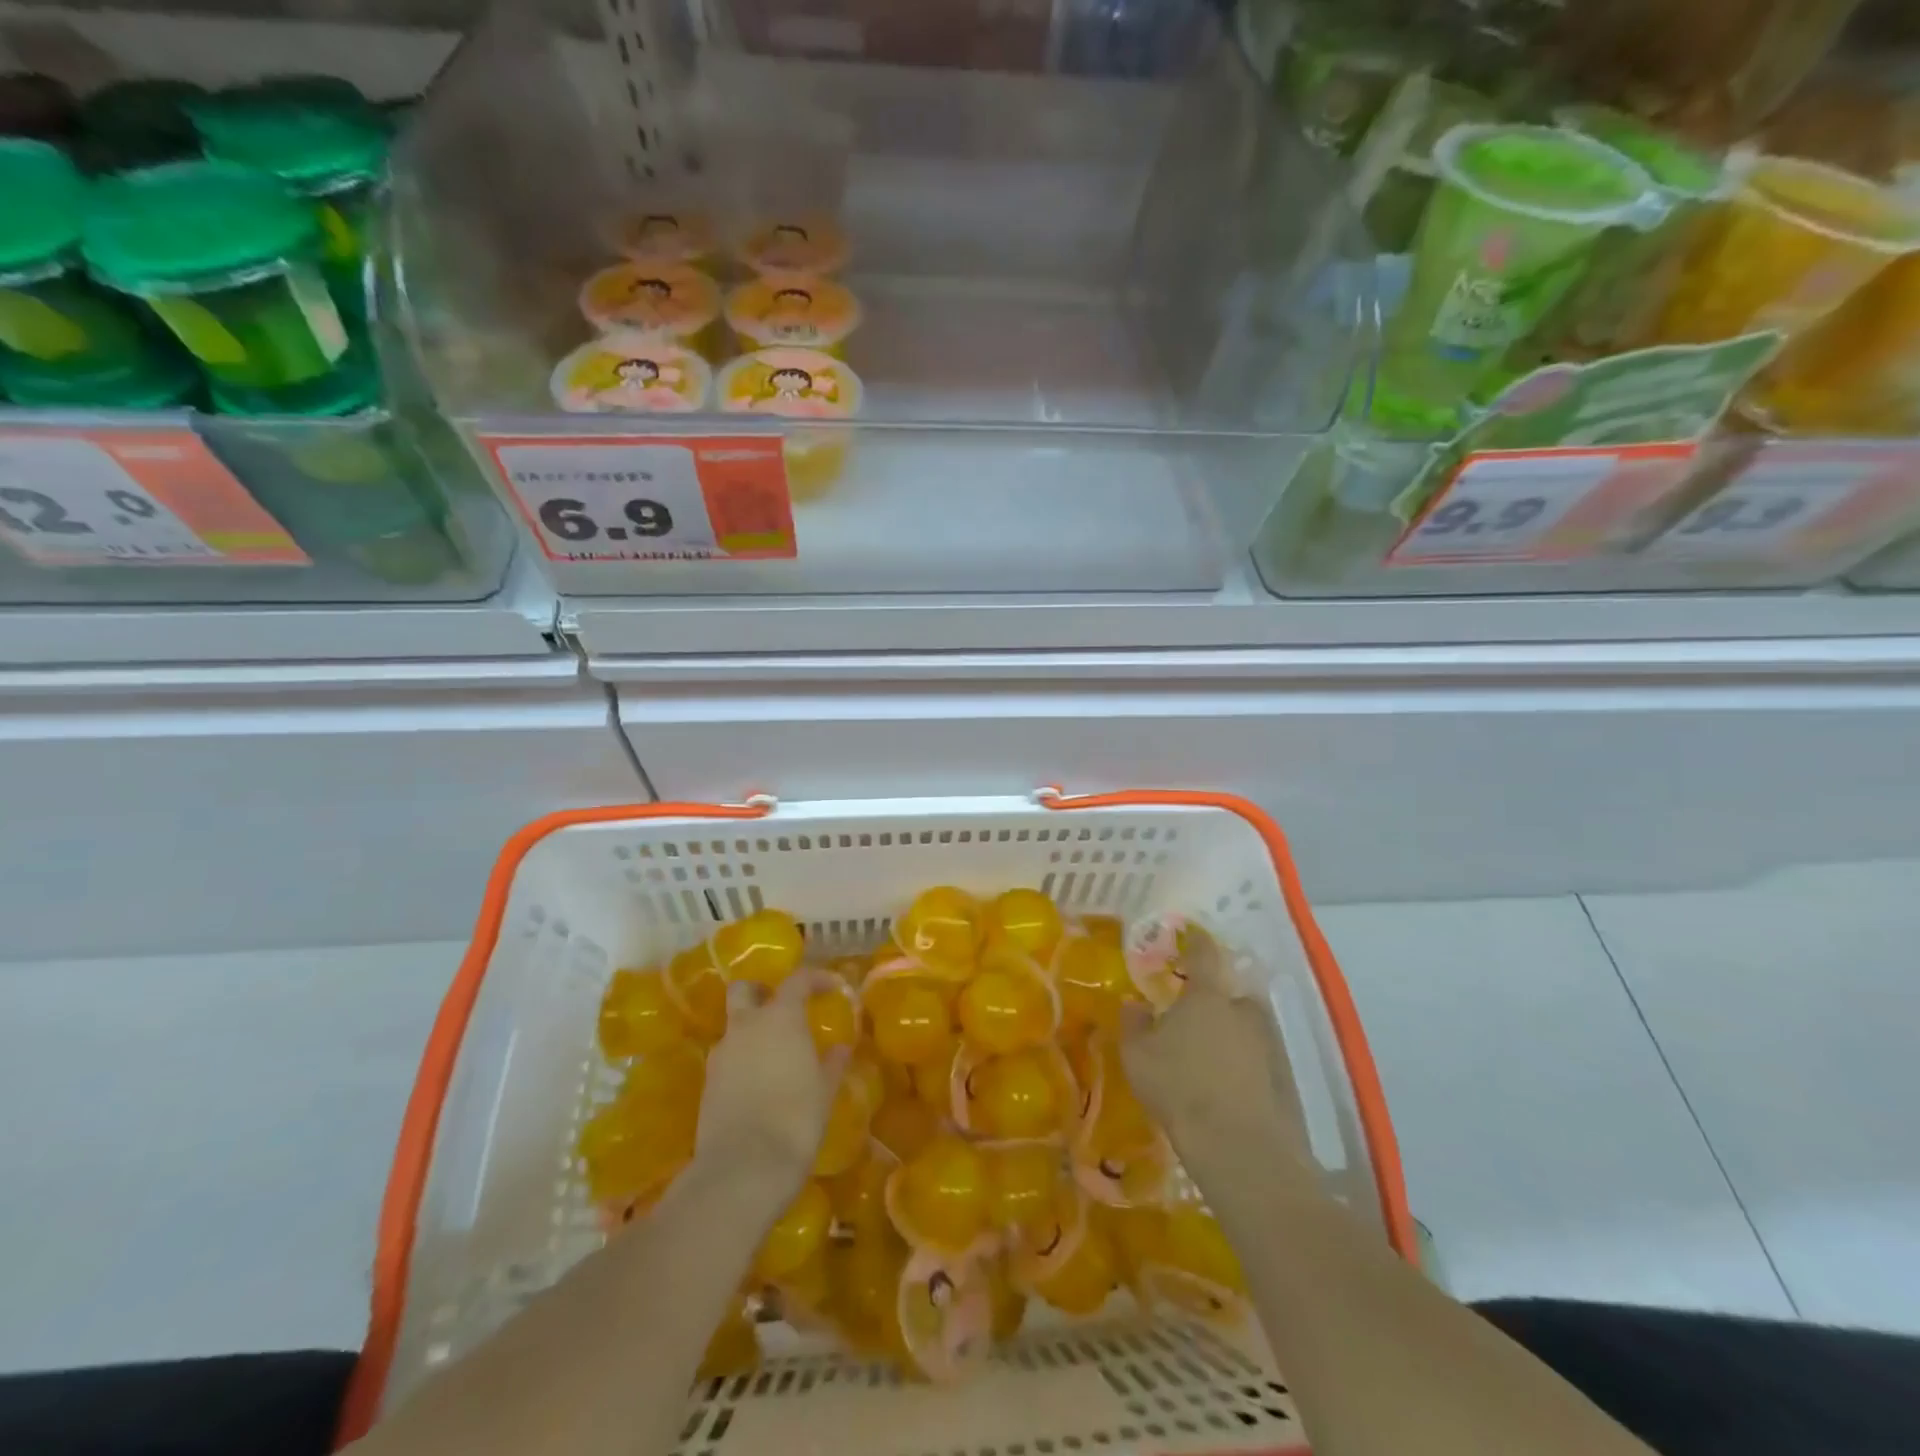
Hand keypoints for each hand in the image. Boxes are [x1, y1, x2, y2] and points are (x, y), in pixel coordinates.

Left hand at [696, 970, 846, 1187]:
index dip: (815, 978)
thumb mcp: (824, 1090)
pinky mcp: (707, 1083)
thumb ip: (832, 1063)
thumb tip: (840, 1048)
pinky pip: (727, 1058)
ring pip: (733, 1026)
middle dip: (760, 992)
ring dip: (750, 1030)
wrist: (743, 1168)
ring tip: (773, 1055)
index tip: (831, 986)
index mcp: (780, 1018)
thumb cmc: (796, 1119)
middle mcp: (746, 1026)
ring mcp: (721, 1054)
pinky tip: (757, 1084)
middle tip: (781, 1007)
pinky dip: (741, 1060)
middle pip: (744, 990)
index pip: (797, 980)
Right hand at [1119, 937, 1310, 1174]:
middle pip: (1230, 994)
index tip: (1192, 936)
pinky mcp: (1282, 1076)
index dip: (1197, 942)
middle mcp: (1241, 1010)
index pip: (1204, 954)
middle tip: (1194, 1017)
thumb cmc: (1178, 1087)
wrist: (1237, 1145)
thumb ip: (1134, 1023)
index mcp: (1206, 995)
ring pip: (1245, 1027)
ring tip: (1209, 1056)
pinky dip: (1244, 1063)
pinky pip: (1257, 1058)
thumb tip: (1135, 1003)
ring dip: (1230, 1033)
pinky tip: (1226, 1084)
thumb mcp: (1137, 1055)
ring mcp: (1267, 1043)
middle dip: (1215, 1000)